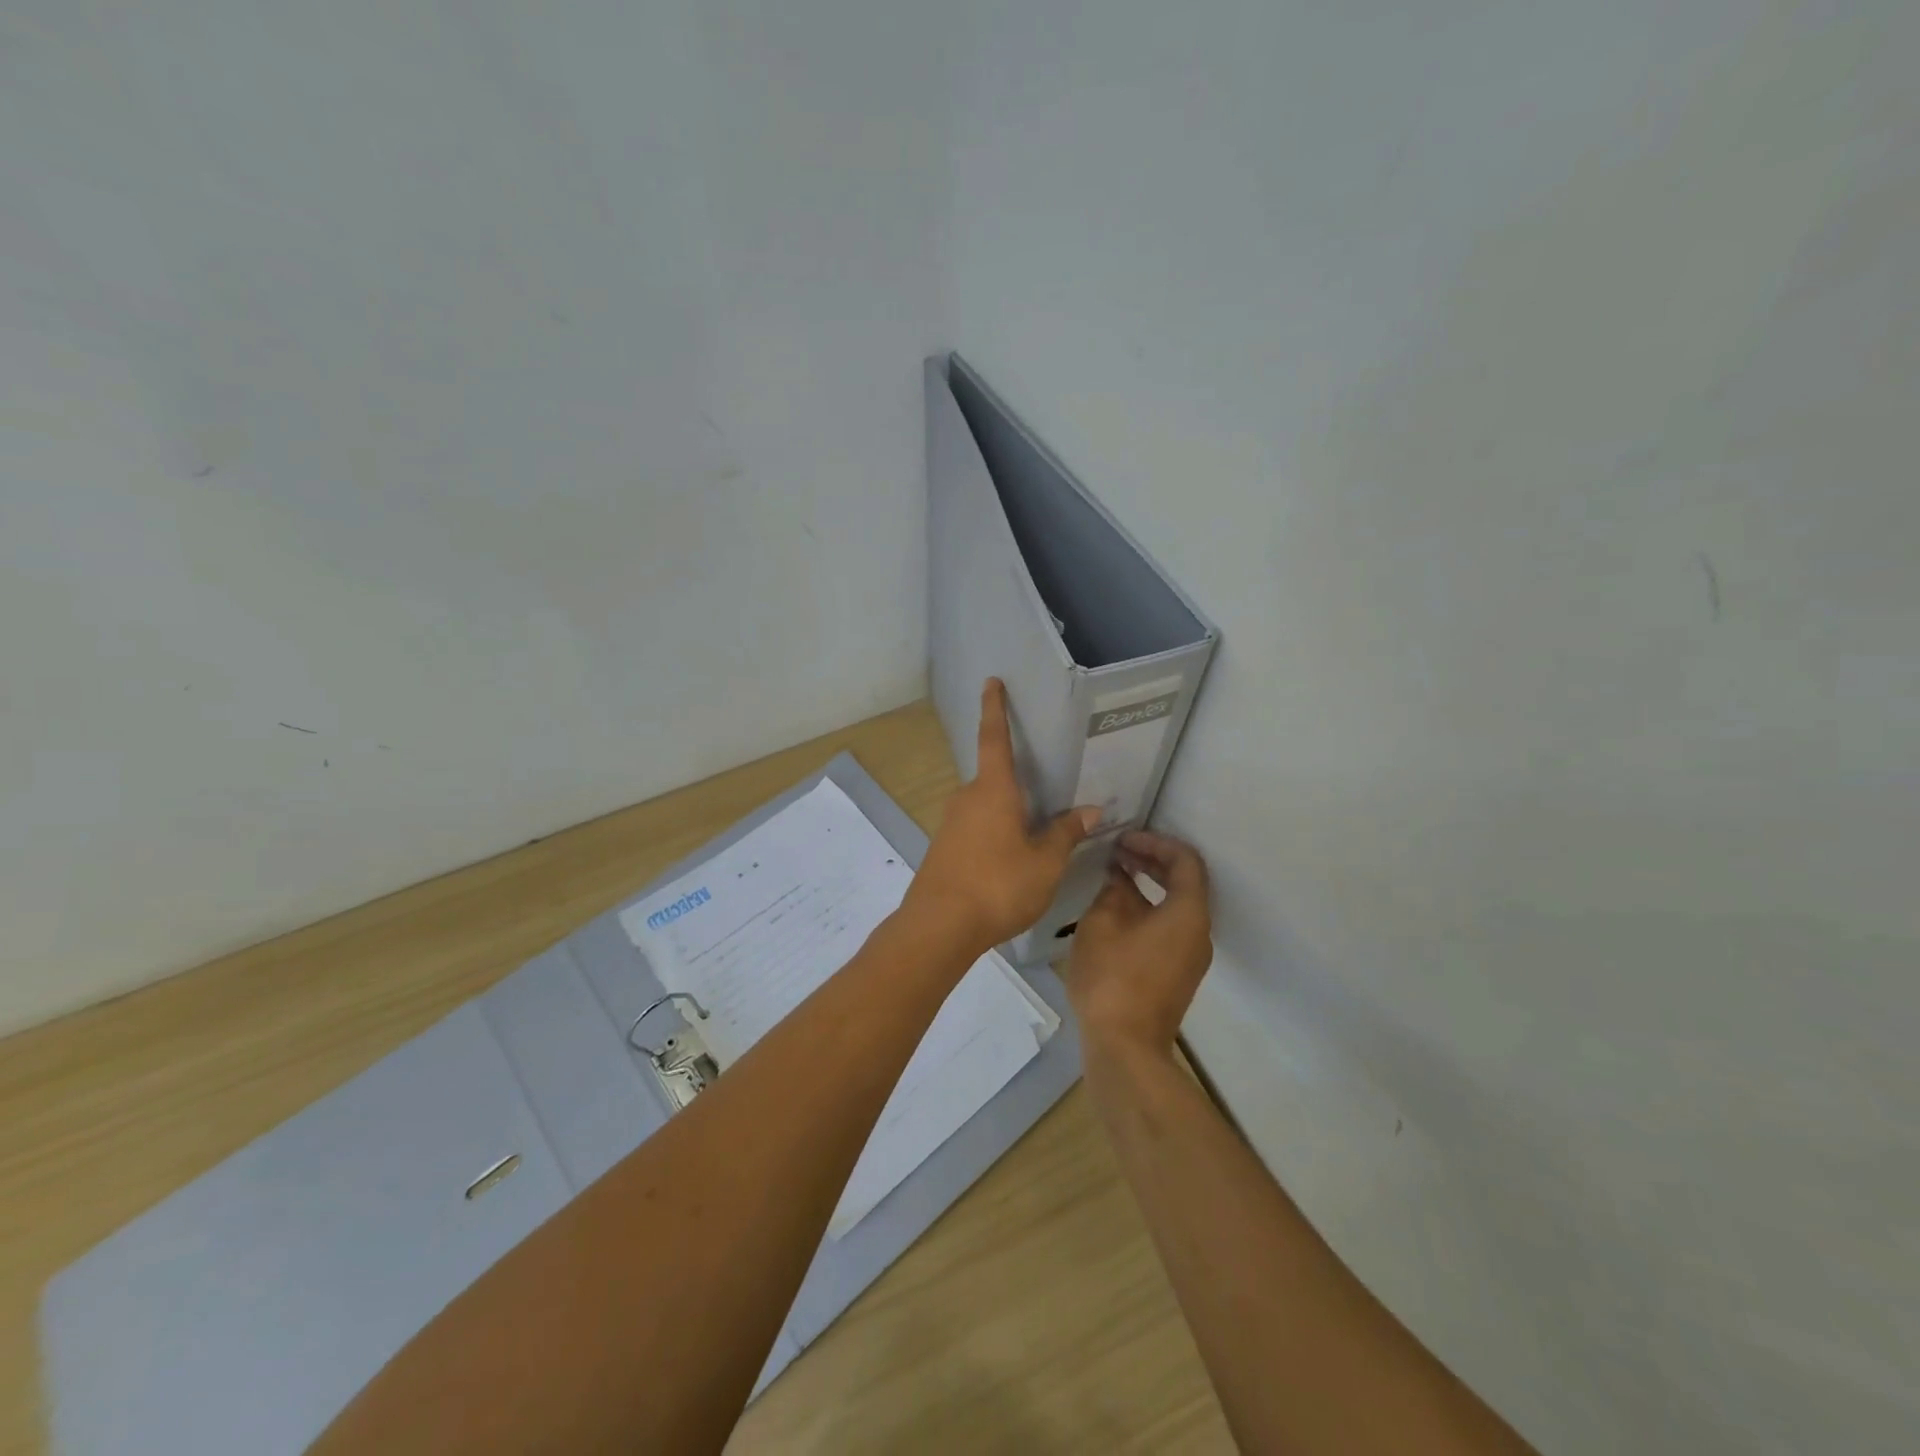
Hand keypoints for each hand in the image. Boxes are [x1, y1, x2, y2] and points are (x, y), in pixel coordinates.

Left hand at [905, 679, 1099, 953]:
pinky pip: (976, 829)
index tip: (991, 682)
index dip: (995, 708)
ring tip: (1034, 839)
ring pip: (986, 808)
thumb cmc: (998, 885)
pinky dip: (994, 835)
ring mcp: (951, 823)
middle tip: (1045, 799)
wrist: (939, 927)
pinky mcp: (943, 848)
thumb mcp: (1045, 862)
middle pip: (995, 780)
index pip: (995, 738)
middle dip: (1017, 785)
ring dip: (1007, 816)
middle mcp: (967, 798)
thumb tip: (1090, 809)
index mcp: (993, 790)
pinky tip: (1009, 862)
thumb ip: (1066, 833)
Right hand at [1066, 830, 1212, 1056]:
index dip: (1155, 842)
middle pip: (1185, 882)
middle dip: (1151, 860)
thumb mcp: (1102, 923)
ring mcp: (1190, 956)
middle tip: (1117, 850)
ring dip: (1148, 885)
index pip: (1185, 861)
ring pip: (1176, 906)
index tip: (1124, 838)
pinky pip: (1169, 926)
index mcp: (1188, 913)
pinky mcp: (1176, 973)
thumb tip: (1119, 878)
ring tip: (1113, 873)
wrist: (1125, 1047)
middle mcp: (1198, 932)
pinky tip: (1116, 908)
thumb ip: (1113, 891)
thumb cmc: (1113, 978)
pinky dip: (1148, 908)